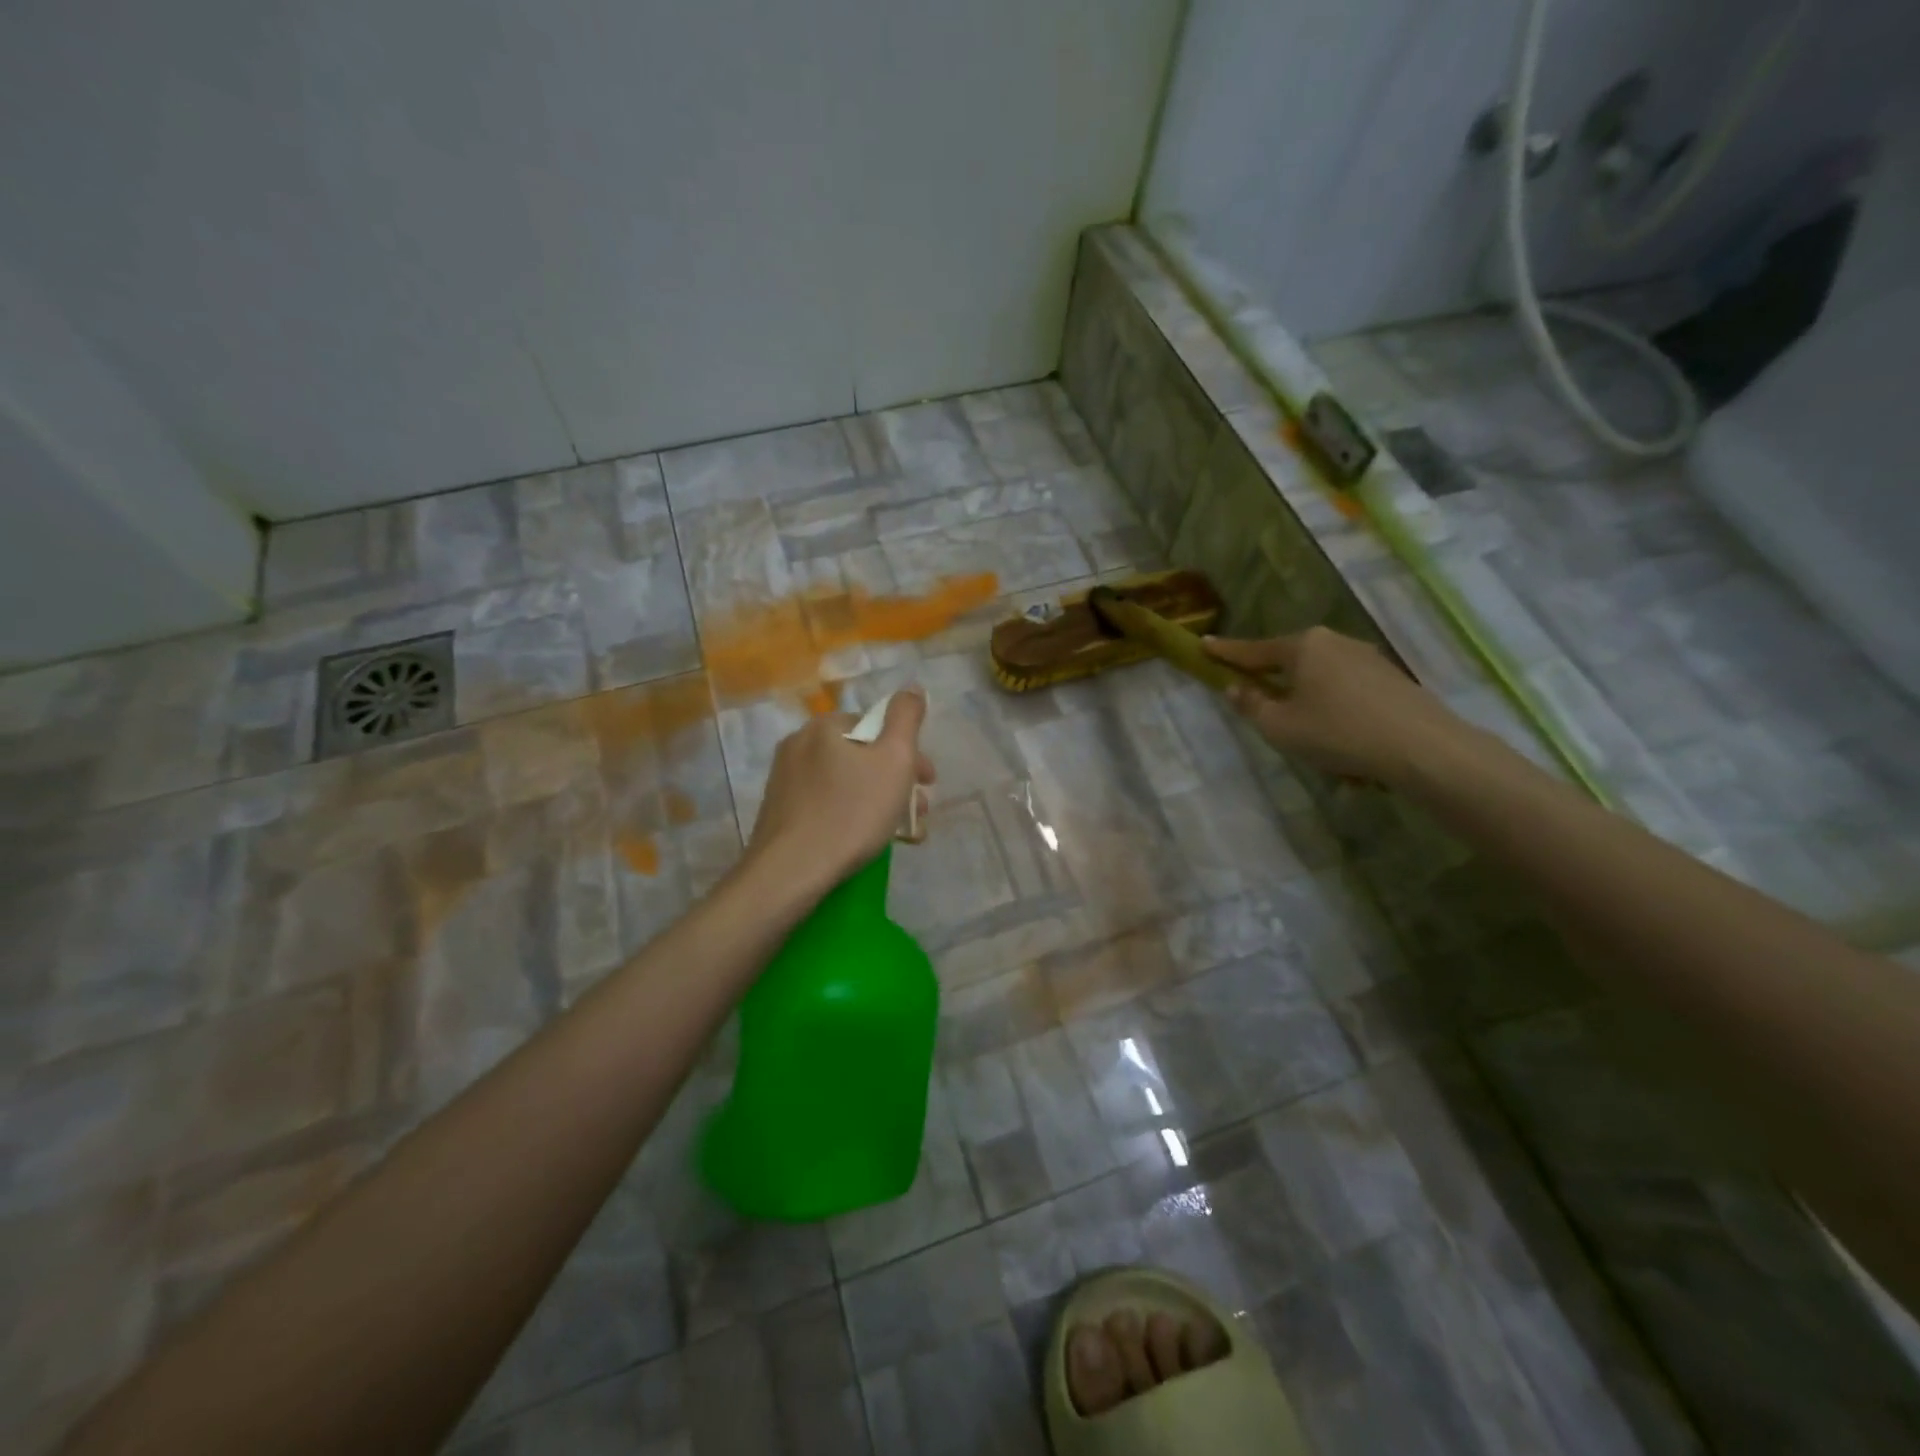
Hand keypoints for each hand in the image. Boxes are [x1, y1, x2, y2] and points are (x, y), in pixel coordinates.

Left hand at [745, 689, 935, 893]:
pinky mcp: (779, 813)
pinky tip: (865, 842)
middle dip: (896, 782)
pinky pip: (826, 805)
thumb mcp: (894, 759)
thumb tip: (911, 688)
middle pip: (862, 756)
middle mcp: (798, 745)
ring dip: (878, 802)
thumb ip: (906, 717)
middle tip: (917, 813)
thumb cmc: (851, 812)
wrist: (791, 872)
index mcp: (824, 726)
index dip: (909, 753)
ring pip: (846, 783)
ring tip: (899, 834)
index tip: (927, 783)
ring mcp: (784, 781)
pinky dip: (851, 816)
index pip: (877, 727)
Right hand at [1204, 627, 1471, 786]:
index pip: (1253, 650)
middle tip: (1259, 701)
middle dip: (1273, 680)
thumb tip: (1236, 688)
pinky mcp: (1390, 678)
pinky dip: (1334, 709)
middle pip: (1290, 661)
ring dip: (1307, 700)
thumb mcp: (1280, 726)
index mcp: (1303, 646)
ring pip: (1320, 677)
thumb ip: (1252, 705)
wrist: (1422, 748)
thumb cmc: (1338, 732)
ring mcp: (1367, 657)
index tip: (1204, 644)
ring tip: (1308, 735)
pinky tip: (1342, 740)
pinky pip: (1346, 690)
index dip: (1226, 651)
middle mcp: (1334, 642)